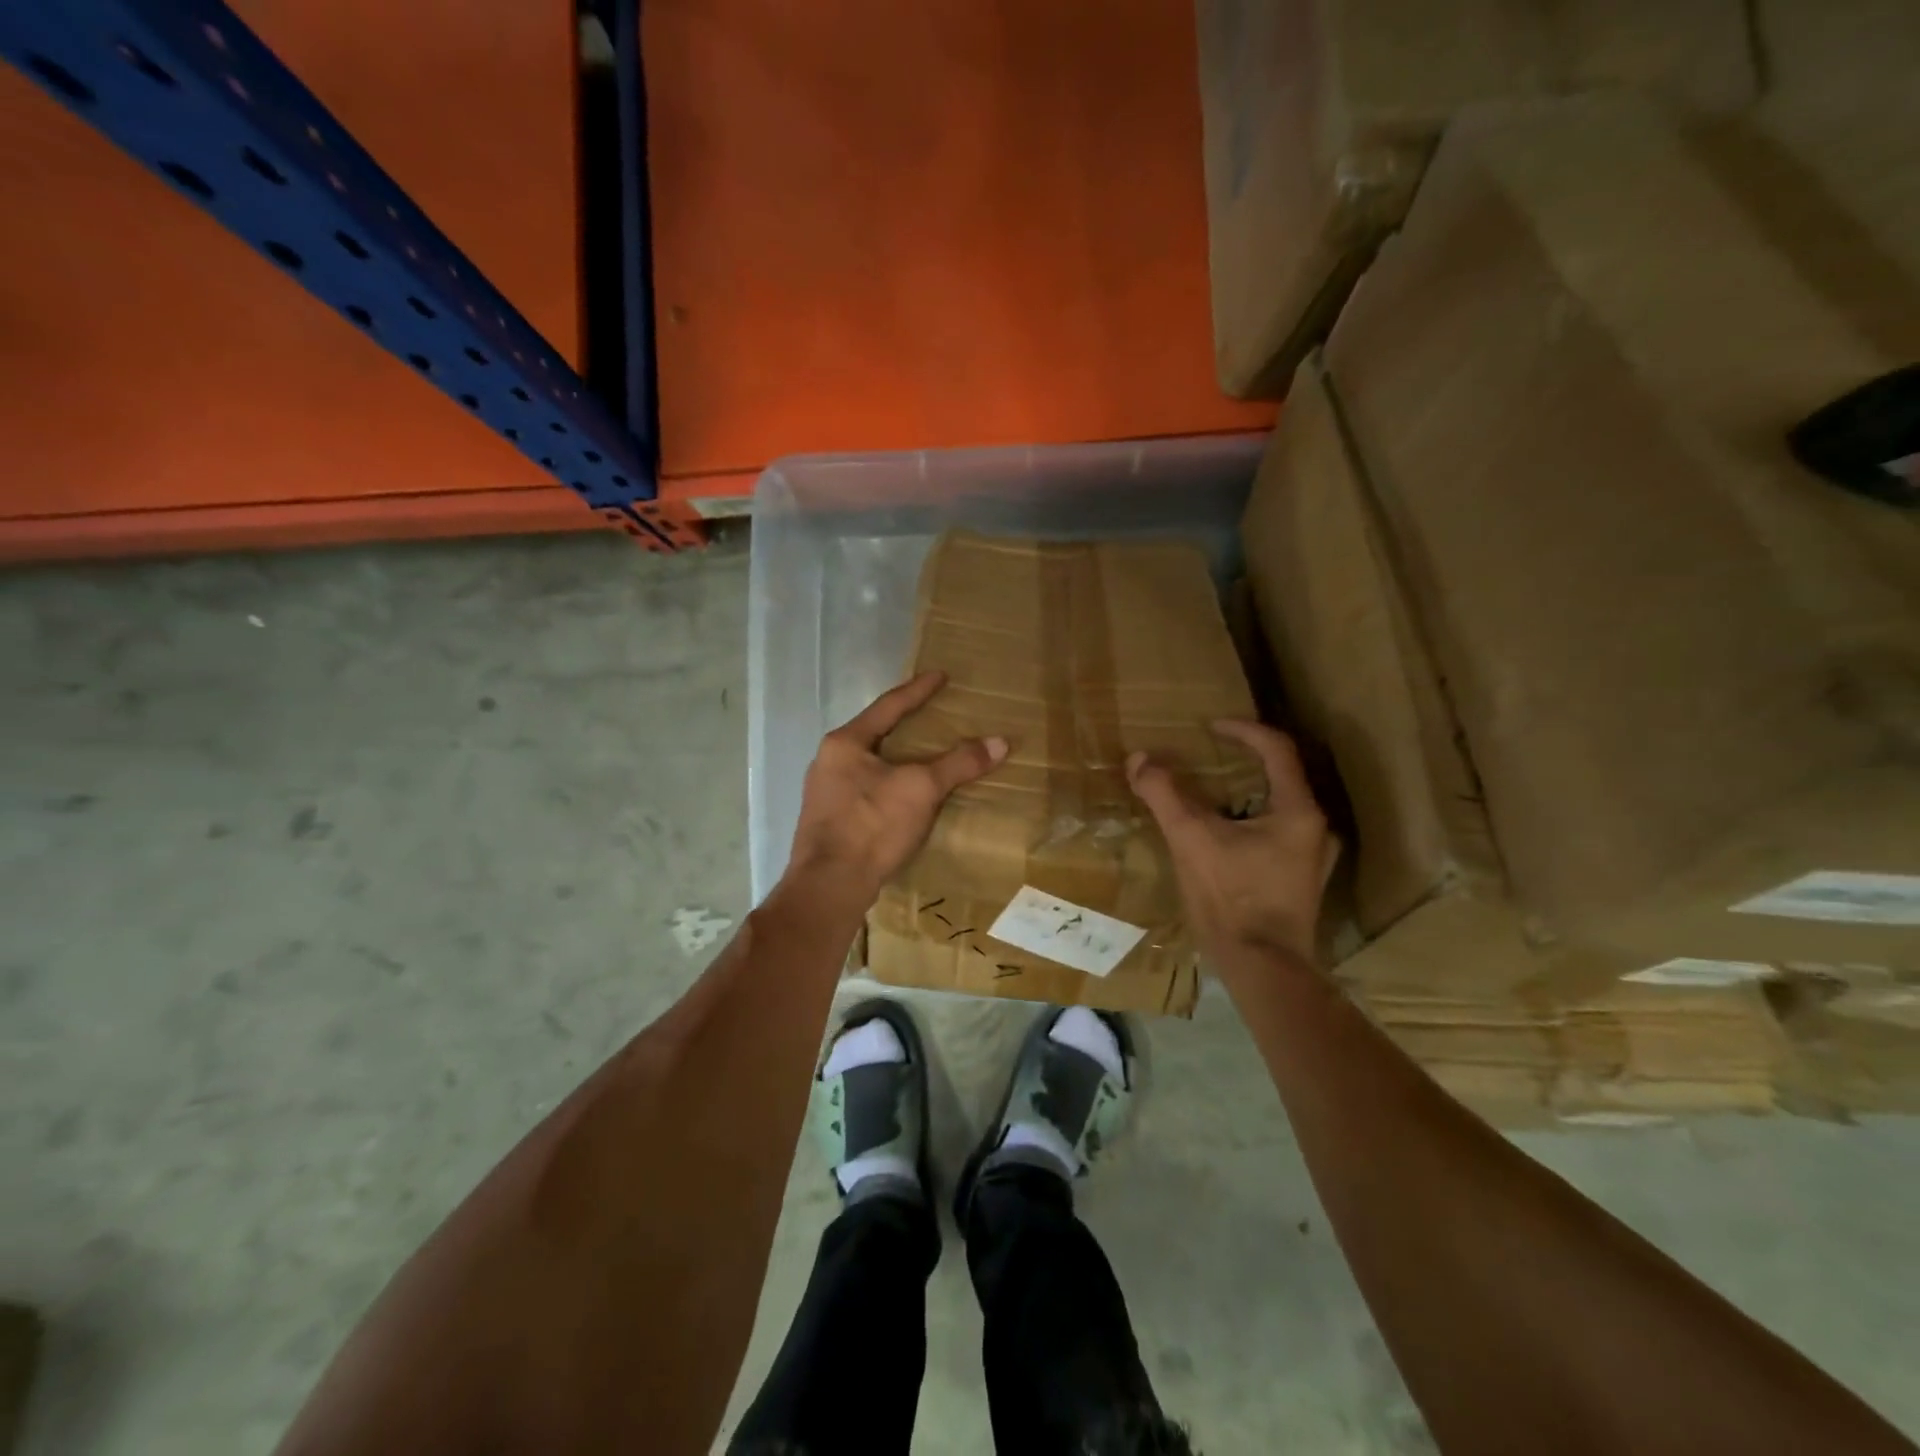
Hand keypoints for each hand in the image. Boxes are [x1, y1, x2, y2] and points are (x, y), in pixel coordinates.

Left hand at [790, 671, 1009, 893]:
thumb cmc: (871, 824)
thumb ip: (958, 763)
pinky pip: (867, 790)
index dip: (918, 690)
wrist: (830, 885)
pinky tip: (907, 796)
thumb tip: (1000, 742)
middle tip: (935, 715)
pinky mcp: (831, 821)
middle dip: (906, 725)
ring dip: (898, 758)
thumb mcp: (921, 789)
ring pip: (870, 764)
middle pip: (876, 734)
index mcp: (845, 742)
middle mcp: (829, 761)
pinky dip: (891, 785)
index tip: (940, 675)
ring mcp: (825, 793)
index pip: (888, 706)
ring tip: (925, 756)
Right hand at [1127, 720, 1336, 968]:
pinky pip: (1277, 833)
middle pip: (1281, 777)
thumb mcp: (1191, 839)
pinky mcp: (1302, 880)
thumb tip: (1140, 758)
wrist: (1263, 968)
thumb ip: (1165, 794)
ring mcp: (1313, 857)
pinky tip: (1224, 837)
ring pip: (1279, 807)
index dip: (1243, 730)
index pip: (1276, 749)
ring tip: (1211, 795)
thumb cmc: (1231, 899)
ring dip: (1246, 793)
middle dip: (1243, 761)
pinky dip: (1250, 821)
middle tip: (1208, 757)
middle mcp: (1315, 828)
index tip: (1210, 726)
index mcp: (1296, 811)